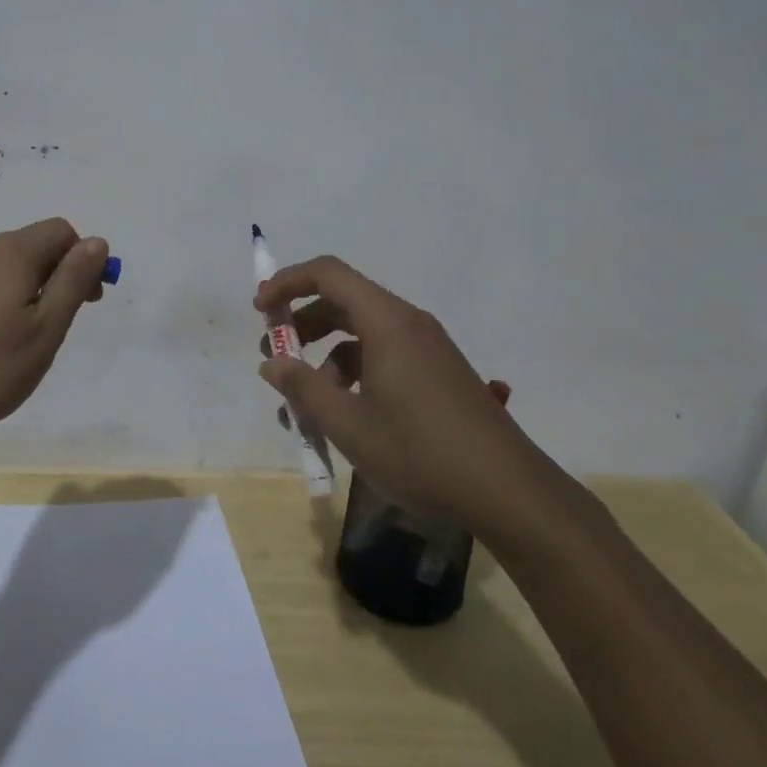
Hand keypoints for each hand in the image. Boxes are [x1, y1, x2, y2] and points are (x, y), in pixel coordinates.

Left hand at [0, 218, 109, 438]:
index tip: (89, 301)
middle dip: (62, 274)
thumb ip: (73, 280)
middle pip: (37, 244)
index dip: (84, 260)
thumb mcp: (45, 328)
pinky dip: (9, 298)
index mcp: (11, 252)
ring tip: (32, 337)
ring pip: (14, 265)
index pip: (62, 232)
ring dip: (36, 289)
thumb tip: (97, 242)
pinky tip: (1, 338)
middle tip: (63, 323)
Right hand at [255, 256, 562, 546]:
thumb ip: (304, 388)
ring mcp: (426, 347)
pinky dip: (352, 371)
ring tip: (301, 399)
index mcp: (387, 322)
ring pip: (361, 332)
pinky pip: (382, 354)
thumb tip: (272, 363)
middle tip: (272, 355)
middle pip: (343, 301)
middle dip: (301, 323)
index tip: (259, 310)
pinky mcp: (436, 372)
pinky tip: (341, 413)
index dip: (287, 283)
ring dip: (324, 354)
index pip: (328, 274)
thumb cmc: (421, 452)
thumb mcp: (349, 425)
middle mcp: (407, 323)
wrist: (508, 492)